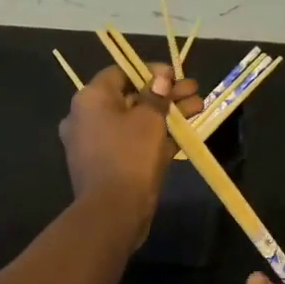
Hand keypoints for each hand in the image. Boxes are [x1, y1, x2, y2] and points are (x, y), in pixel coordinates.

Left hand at [59, 63, 202, 235]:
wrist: (113, 211)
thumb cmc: (130, 156)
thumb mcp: (150, 120)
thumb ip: (157, 95)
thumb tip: (161, 78)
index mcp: (90, 99)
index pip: (120, 72)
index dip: (150, 71)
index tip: (175, 76)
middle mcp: (85, 117)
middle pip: (129, 97)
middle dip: (164, 94)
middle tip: (194, 92)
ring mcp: (93, 144)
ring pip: (133, 122)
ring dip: (164, 115)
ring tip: (198, 109)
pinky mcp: (105, 166)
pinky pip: (131, 143)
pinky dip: (154, 137)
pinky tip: (184, 134)